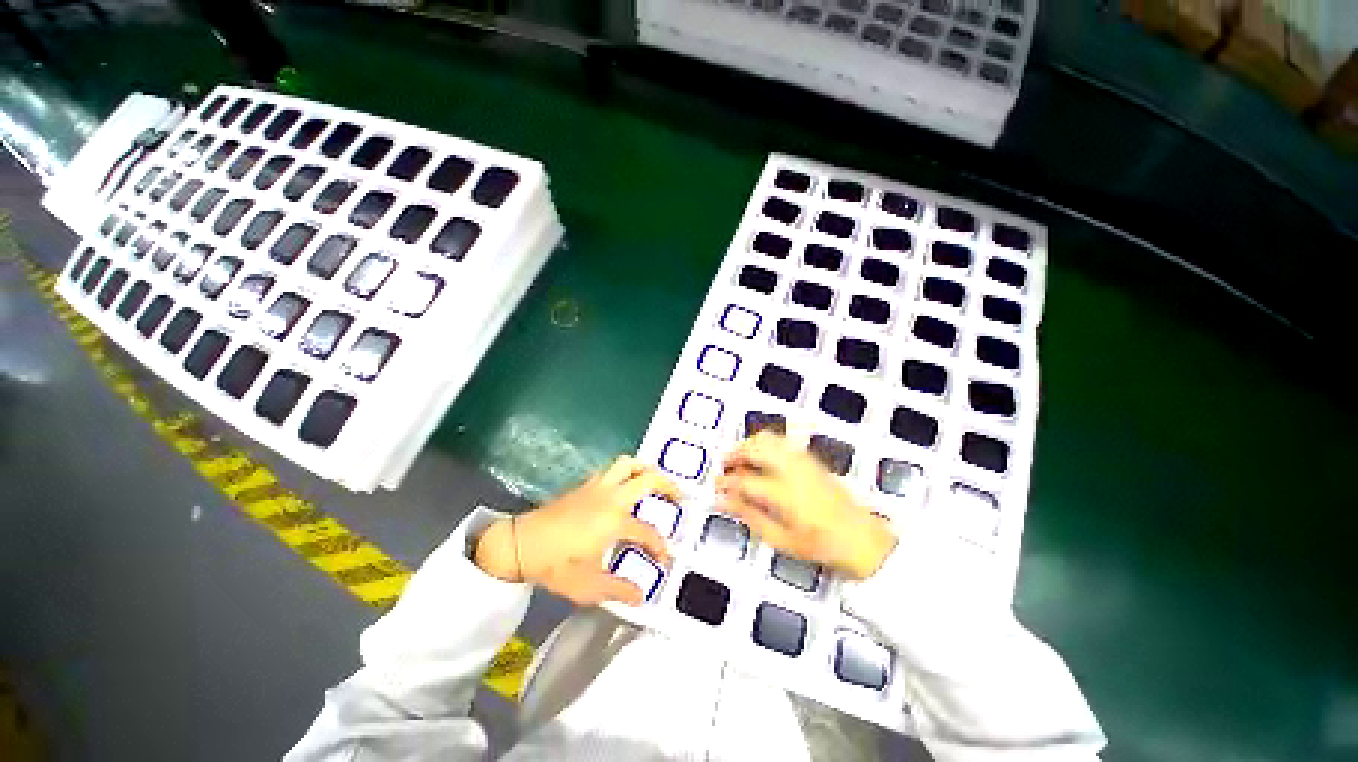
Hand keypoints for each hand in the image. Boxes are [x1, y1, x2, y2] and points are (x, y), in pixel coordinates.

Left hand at [475, 456, 678, 605]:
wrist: (519, 544)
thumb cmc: (555, 565)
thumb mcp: (588, 586)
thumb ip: (618, 590)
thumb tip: (641, 596)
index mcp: (615, 521)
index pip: (647, 530)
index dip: (659, 545)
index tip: (663, 557)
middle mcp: (611, 497)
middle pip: (646, 478)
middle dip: (667, 485)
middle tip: (677, 496)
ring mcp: (597, 487)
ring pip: (627, 464)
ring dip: (644, 469)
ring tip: (651, 483)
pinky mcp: (584, 485)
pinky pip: (611, 470)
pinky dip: (624, 473)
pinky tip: (621, 489)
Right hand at [716, 432, 896, 579]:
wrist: (859, 538)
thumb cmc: (820, 545)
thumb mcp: (779, 539)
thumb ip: (748, 516)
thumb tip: (722, 501)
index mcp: (783, 494)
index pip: (743, 480)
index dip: (724, 481)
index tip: (716, 486)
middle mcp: (792, 470)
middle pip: (754, 448)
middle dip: (733, 454)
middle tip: (723, 467)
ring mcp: (802, 461)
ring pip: (767, 438)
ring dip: (748, 445)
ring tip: (739, 459)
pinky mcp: (809, 458)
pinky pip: (781, 440)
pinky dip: (764, 443)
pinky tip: (760, 457)